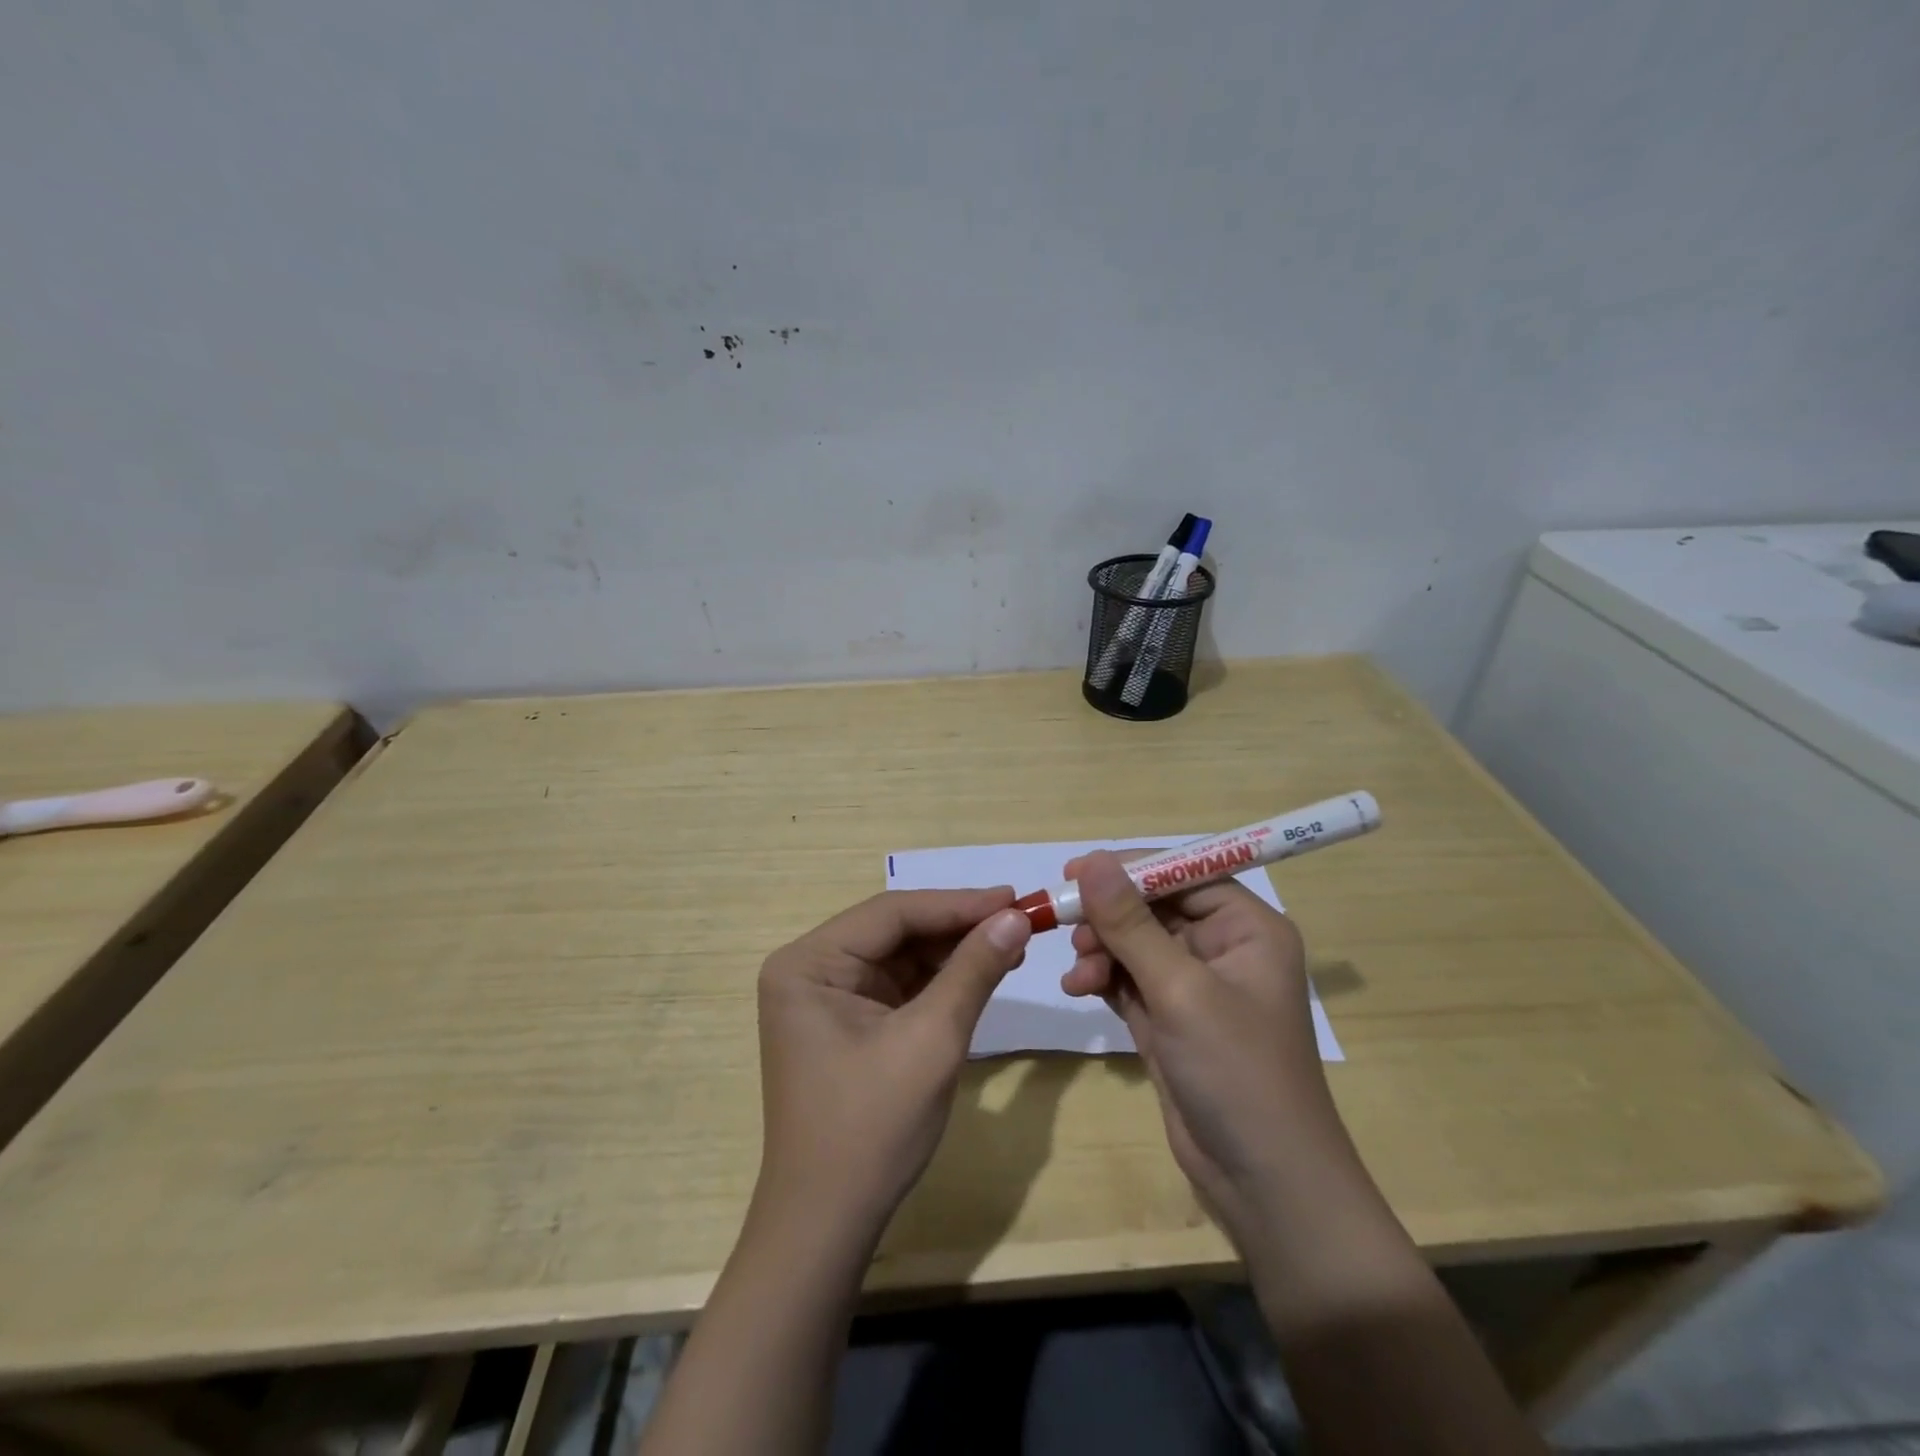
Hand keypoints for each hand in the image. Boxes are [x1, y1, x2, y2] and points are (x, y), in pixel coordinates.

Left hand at [755, 888, 1032, 1235]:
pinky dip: (940, 981)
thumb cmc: (872, 1127)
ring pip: (901, 956)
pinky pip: (899, 986)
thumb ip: (973, 970)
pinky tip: (981, 973)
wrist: (829, 1224)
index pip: (892, 913)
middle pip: (895, 931)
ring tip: (1011, 944)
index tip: (1014, 898)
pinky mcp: (847, 1023)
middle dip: (957, 927)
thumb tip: (1015, 917)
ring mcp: (827, 997)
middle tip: (1018, 920)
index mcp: (808, 963)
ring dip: (953, 952)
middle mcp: (811, 969)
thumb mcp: (931, 1039)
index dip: (957, 904)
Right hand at [1060, 851, 1359, 1247]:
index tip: (1075, 870)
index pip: (1184, 874)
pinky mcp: (1171, 1018)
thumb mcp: (1179, 990)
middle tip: (1064, 922)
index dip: (1130, 868)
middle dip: (1109, 916)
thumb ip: (1131, 924)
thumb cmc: (1236, 1071)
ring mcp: (1195, 986)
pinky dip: (1103, 978)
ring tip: (1077, 971)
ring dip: (1101, 949)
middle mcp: (1224, 948)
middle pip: (1154, 907)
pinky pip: (1129, 979)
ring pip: (1135, 943)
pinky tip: (1078, 988)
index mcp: (1247, 928)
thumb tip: (1093, 861)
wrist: (1263, 1183)